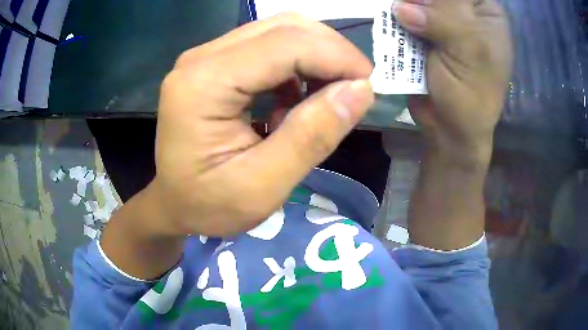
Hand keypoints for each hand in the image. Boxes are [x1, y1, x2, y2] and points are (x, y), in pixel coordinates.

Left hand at [151, 13, 373, 237]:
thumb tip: (361, 90)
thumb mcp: (263, 187)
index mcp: (203, 85)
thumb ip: (312, 136)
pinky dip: (295, 65)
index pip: (286, 44)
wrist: (173, 203)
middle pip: (284, 27)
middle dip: (330, 53)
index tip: (368, 86)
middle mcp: (201, 58)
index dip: (337, 57)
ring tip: (322, 101)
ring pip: (279, 31)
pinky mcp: (213, 63)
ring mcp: (205, 56)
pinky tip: (293, 100)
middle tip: (352, 91)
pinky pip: (267, 46)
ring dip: (314, 58)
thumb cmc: (209, 205)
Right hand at [394, 0, 512, 162]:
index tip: (423, 4)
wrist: (450, 128)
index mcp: (486, 12)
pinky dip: (396, 18)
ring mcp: (443, 19)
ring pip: (419, 1)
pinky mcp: (423, 32)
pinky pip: (406, 14)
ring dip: (406, 7)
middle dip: (420, 0)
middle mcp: (465, 10)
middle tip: (409, 12)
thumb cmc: (472, 94)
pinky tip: (394, 24)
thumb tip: (402, 6)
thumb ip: (443, 20)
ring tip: (400, 21)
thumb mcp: (469, 52)